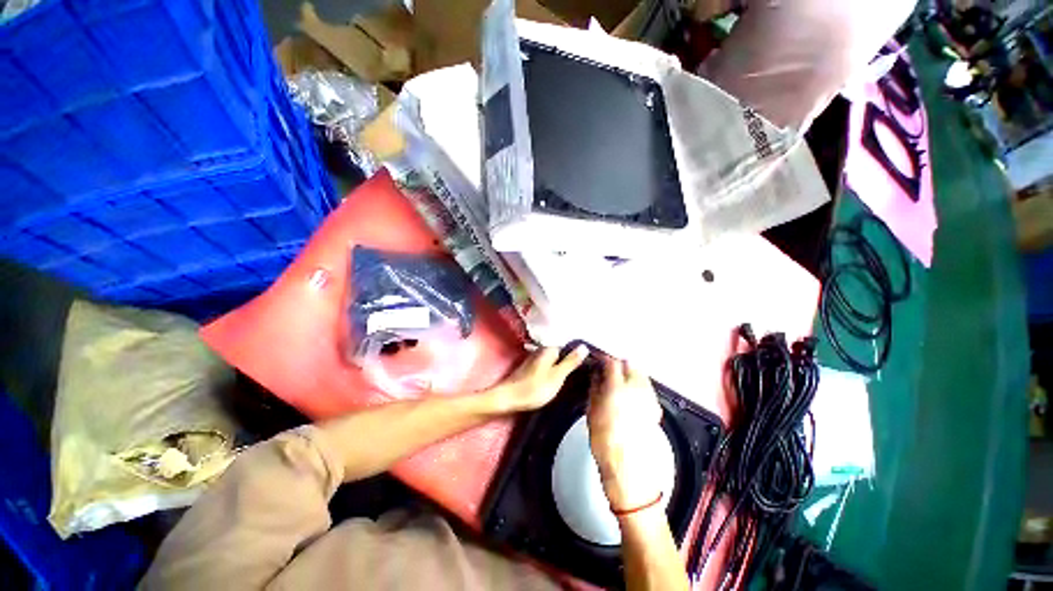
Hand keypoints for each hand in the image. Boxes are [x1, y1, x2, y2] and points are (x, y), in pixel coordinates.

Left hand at [488, 345, 588, 412]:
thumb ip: (570, 362)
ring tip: (579, 375)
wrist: (507, 399)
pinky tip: (562, 379)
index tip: (593, 361)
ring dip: (564, 365)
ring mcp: (536, 360)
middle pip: (562, 353)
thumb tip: (584, 346)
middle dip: (573, 359)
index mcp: (549, 349)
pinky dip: (556, 371)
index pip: (569, 345)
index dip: (580, 353)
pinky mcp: (532, 370)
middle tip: (589, 369)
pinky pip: (549, 366)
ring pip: (555, 360)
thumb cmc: (534, 388)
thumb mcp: (557, 376)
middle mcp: (542, 351)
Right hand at [587, 356, 665, 511]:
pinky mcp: (655, 409)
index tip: (599, 361)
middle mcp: (637, 389)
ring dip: (630, 374)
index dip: (604, 359)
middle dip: (619, 365)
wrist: (629, 470)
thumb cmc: (605, 442)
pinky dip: (639, 387)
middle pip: (630, 365)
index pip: (612, 363)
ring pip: (641, 375)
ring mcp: (649, 399)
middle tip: (609, 371)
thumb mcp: (592, 412)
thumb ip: (596, 388)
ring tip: (620, 383)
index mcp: (617, 388)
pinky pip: (647, 389)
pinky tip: (631, 396)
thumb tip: (597, 374)